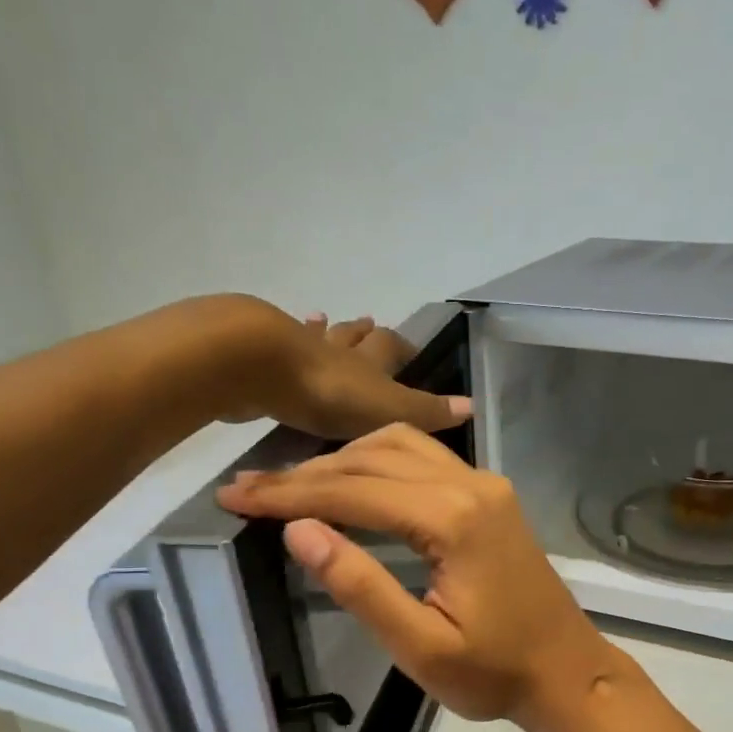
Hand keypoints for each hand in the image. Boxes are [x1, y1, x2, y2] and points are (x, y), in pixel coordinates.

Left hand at [178, 297, 467, 439]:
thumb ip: (426, 412)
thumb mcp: (389, 409)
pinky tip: (276, 336)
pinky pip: (279, 346)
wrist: (260, 367)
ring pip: (316, 335)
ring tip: (323, 319)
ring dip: (323, 331)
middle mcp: (338, 349)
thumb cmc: (330, 392)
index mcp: (369, 362)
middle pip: (354, 336)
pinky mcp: (262, 356)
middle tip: (369, 324)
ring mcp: (298, 349)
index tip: (410, 349)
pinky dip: (283, 341)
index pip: (392, 347)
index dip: (403, 347)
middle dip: (364, 333)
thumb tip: (472, 406)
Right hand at [215, 424, 625, 731]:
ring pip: (401, 447)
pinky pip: (425, 460)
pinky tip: (352, 482)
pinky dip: (378, 463)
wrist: (567, 673)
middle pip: (373, 457)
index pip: (354, 491)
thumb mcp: (420, 646)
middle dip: (307, 473)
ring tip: (292, 486)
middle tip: (249, 490)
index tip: (234, 496)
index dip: (289, 494)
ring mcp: (486, 486)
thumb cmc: (495, 675)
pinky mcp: (492, 498)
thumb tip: (300, 530)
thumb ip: (360, 586)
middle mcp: (472, 486)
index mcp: (453, 520)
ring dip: (343, 460)